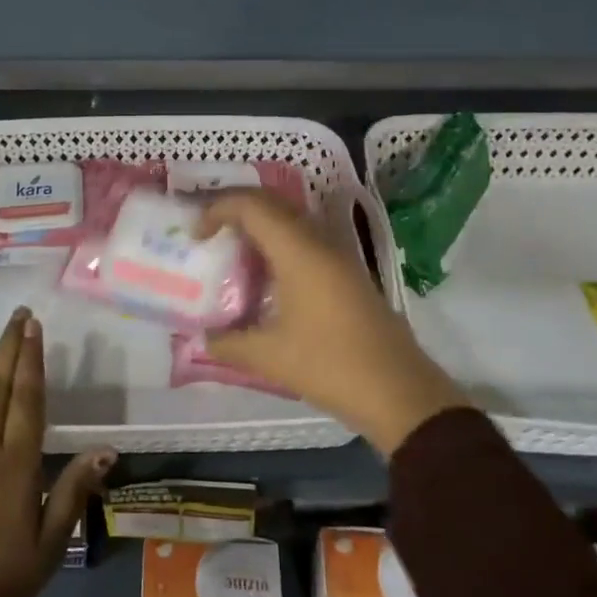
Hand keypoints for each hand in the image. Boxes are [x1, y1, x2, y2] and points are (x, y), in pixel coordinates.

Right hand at [202, 191, 468, 454]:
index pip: (253, 206)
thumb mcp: (269, 358)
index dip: (218, 208)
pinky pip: (304, 238)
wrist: (400, 393)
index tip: (195, 233)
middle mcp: (320, 242)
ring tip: (230, 247)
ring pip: (291, 219)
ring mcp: (338, 255)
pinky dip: (277, 241)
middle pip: (272, 203)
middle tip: (207, 230)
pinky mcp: (348, 273)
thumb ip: (227, 343)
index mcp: (299, 252)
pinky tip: (264, 273)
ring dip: (258, 223)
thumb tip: (200, 338)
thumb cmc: (331, 366)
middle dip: (235, 208)